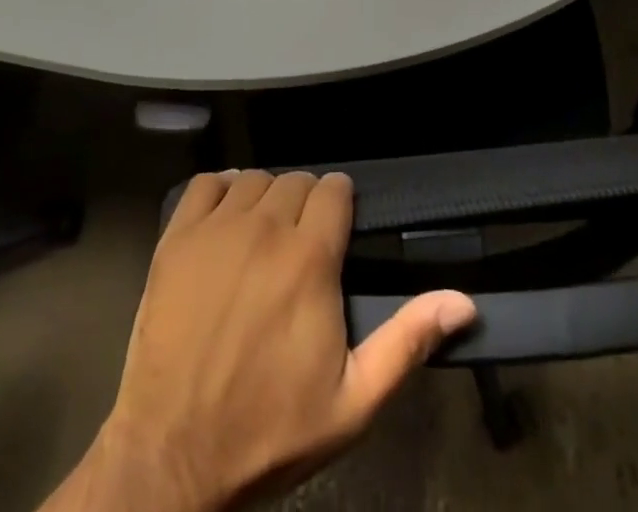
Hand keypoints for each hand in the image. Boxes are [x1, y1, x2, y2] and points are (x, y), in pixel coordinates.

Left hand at [67, 170, 474, 511]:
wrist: (173, 457)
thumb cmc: (269, 430)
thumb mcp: (353, 402)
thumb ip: (408, 341)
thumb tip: (463, 300)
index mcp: (311, 258)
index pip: (335, 189)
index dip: (340, 204)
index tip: (338, 229)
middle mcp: (266, 228)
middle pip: (297, 180)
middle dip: (306, 204)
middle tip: (302, 243)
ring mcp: (217, 229)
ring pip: (255, 179)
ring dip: (266, 198)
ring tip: (265, 235)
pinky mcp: (177, 238)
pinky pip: (206, 184)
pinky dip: (220, 190)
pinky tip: (225, 217)